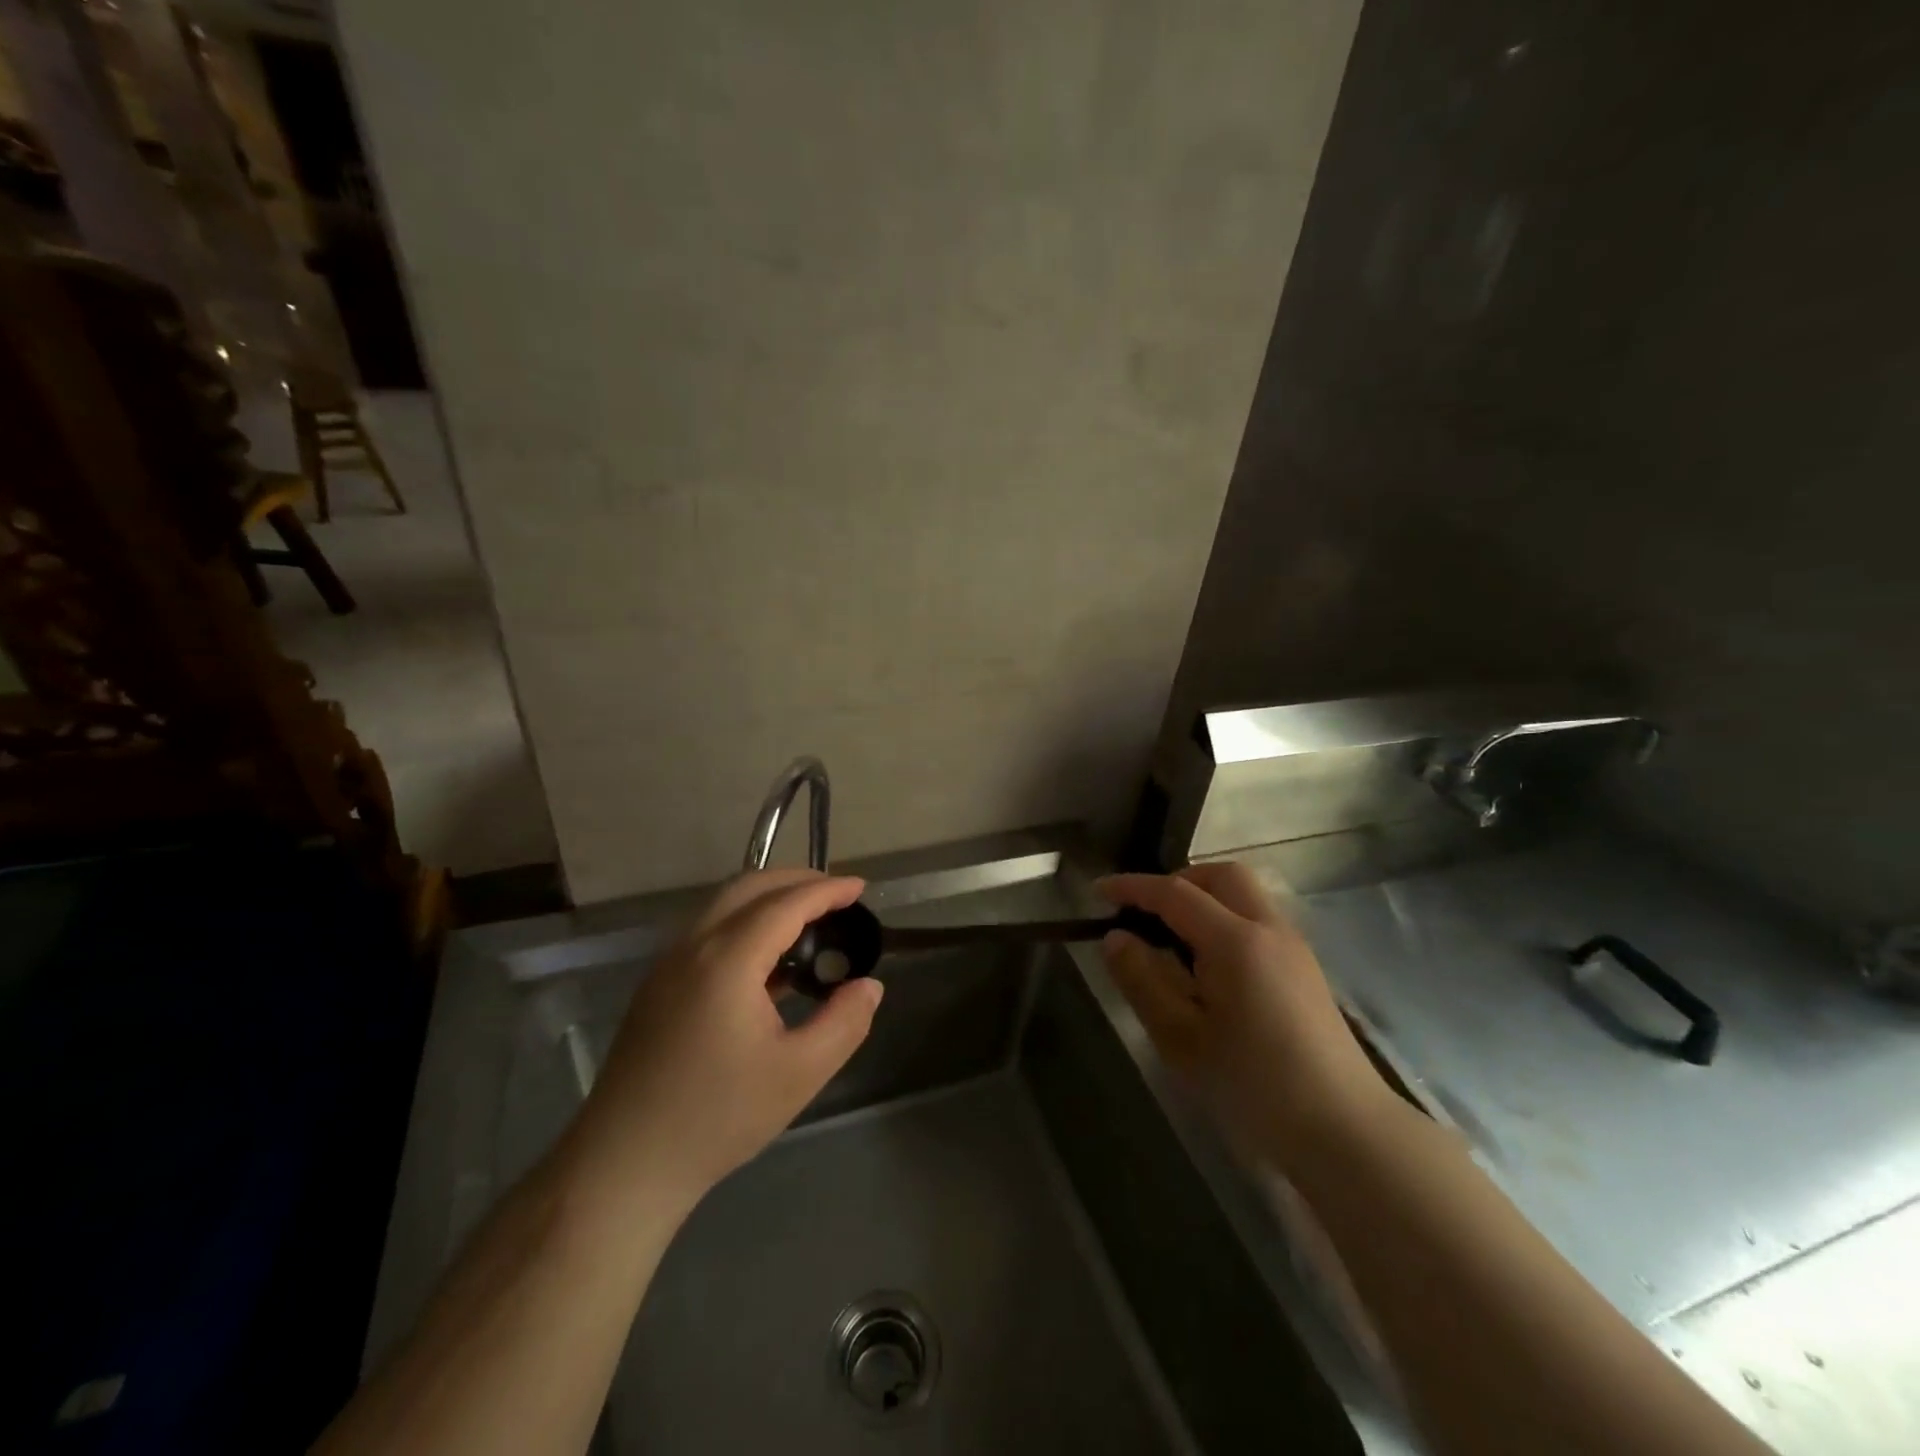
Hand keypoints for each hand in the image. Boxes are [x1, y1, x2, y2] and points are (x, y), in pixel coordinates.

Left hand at [559, 870, 883, 1216]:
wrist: (625, 1163)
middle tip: (837, 894)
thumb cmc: (718, 1117)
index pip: (785, 904)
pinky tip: (767, 958)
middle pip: (749, 887)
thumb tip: (869, 986)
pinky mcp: (657, 984)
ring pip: (723, 904)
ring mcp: (668, 963)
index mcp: (728, 960)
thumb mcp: (800, 1074)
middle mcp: (693, 946)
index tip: (860, 887)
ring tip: (808, 918)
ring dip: (768, 897)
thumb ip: (845, 1022)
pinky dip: (745, 919)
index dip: (827, 890)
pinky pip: (707, 929)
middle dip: (797, 880)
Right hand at [1099, 863, 1390, 1166]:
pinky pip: (1258, 919)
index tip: (1098, 891)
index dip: (1133, 887)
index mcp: (1236, 941)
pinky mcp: (1305, 969)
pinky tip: (1210, 964)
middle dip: (1178, 881)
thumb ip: (1144, 981)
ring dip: (1204, 898)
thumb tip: (1116, 938)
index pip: (1175, 893)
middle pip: (1221, 876)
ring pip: (1245, 894)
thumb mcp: (1182, 1039)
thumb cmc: (1254, 1086)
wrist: (1345, 1131)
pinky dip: (1226, 918)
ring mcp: (1294, 947)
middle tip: (1145, 911)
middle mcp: (1269, 929)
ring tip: (1172, 938)